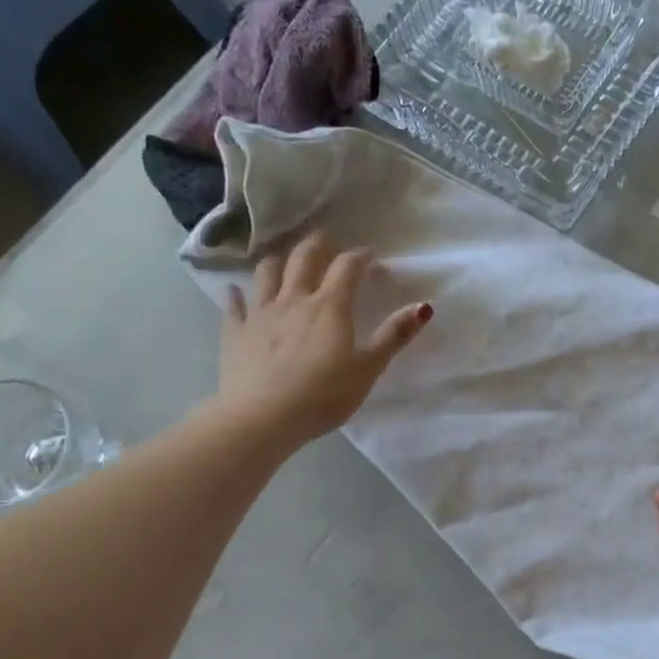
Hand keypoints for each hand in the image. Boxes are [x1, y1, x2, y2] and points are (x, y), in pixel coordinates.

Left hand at [217, 231, 430, 444]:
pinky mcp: (235, 332)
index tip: (370, 256)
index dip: (360, 257)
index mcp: (330, 306)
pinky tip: (237, 291)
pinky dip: (238, 295)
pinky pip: (235, 305)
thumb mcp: (367, 369)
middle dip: (318, 244)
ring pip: (267, 272)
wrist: (262, 419)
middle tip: (327, 240)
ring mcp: (260, 313)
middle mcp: (294, 299)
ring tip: (286, 260)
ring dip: (279, 260)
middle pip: (304, 257)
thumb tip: (423, 306)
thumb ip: (394, 336)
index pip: (348, 267)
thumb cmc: (323, 396)